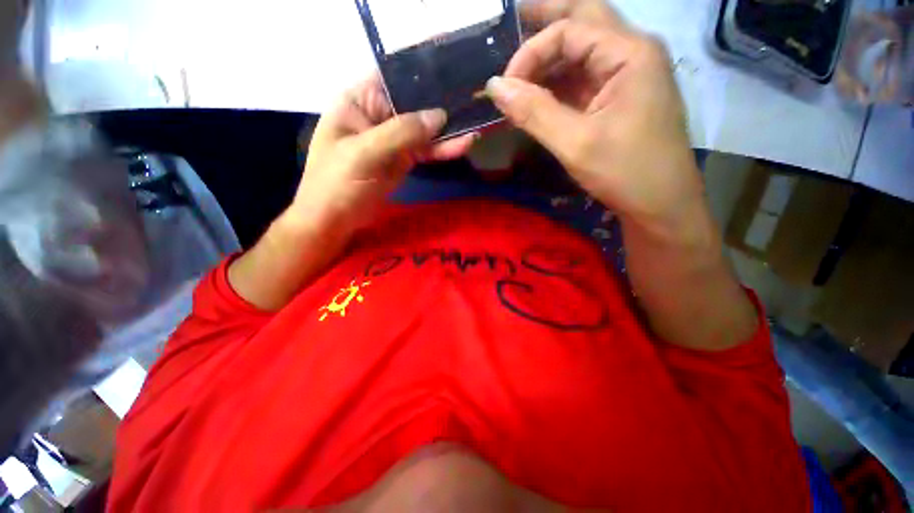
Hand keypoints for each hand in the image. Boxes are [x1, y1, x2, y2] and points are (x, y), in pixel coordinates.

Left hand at [289, 74, 475, 236]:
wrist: (334, 220)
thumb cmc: (337, 183)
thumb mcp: (364, 154)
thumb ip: (401, 132)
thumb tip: (439, 116)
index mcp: (359, 101)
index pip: (393, 76)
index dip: (421, 71)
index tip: (452, 67)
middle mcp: (377, 115)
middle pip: (414, 102)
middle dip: (441, 100)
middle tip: (473, 94)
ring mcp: (392, 140)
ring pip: (424, 129)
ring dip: (448, 129)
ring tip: (475, 122)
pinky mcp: (403, 160)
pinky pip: (426, 151)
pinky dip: (443, 149)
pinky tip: (463, 145)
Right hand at [487, 0, 703, 227]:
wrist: (661, 203)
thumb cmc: (625, 172)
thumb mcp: (575, 144)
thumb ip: (534, 112)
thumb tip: (494, 87)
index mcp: (629, 53)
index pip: (569, 29)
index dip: (530, 53)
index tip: (505, 88)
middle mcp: (632, 52)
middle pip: (584, 19)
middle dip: (546, 19)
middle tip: (512, 22)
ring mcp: (628, 75)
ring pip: (583, 49)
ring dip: (549, 58)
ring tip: (518, 72)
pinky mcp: (620, 97)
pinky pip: (585, 77)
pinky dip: (559, 83)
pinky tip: (538, 94)